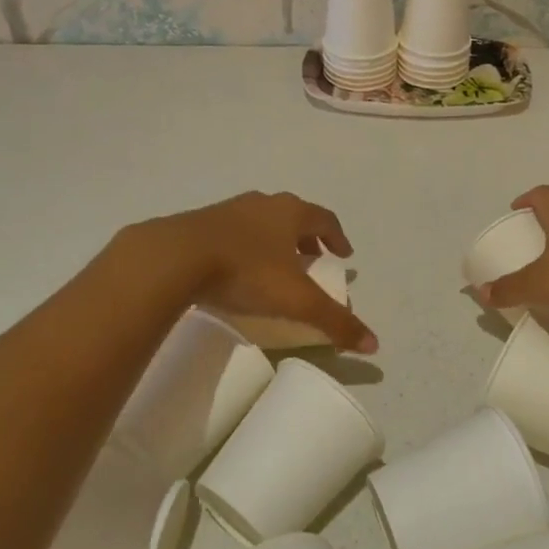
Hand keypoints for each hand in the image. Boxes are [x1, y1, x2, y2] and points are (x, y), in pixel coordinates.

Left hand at [145, 191, 376, 353]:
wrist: (175, 257)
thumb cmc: (246, 271)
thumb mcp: (296, 300)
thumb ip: (334, 321)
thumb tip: (374, 344)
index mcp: (290, 212)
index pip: (324, 219)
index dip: (338, 237)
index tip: (344, 254)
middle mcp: (263, 203)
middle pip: (293, 216)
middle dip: (306, 238)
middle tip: (313, 259)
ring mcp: (228, 210)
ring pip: (261, 222)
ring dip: (275, 240)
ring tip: (276, 265)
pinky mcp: (199, 224)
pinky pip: (232, 232)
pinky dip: (245, 246)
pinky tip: (237, 268)